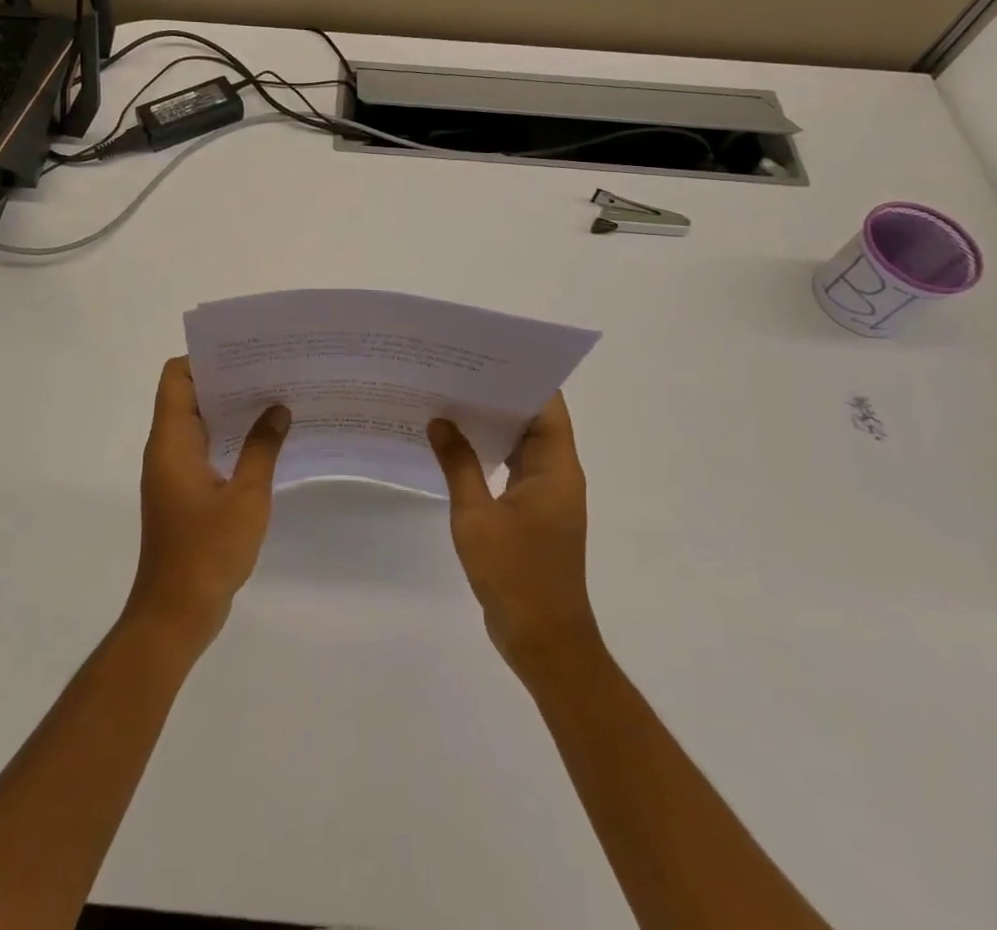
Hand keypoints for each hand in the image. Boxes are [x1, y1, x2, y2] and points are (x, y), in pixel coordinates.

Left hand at [125, 357, 289, 652]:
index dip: (205, 358)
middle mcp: (166, 449)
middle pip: (189, 395)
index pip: (177, 377)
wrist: (175, 614)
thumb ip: (262, 448)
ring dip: (231, 410)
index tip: (245, 353)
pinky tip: (265, 442)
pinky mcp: (184, 492)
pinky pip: (204, 449)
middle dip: (227, 380)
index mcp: (171, 441)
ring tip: (275, 399)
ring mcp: (173, 472)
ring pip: (198, 423)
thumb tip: (278, 409)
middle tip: (271, 371)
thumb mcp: (246, 497)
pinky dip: (229, 438)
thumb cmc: (207, 552)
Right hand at [427, 395, 599, 672]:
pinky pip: (513, 469)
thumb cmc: (515, 574)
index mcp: (556, 468)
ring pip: (522, 445)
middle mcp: (557, 474)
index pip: (547, 406)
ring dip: (493, 425)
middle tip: (457, 372)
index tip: (486, 357)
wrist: (544, 640)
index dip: (522, 377)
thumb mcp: (477, 516)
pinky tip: (455, 447)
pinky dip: (490, 454)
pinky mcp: (533, 514)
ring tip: (451, 399)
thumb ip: (458, 464)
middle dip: (499, 395)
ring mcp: (546, 496)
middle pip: (534, 420)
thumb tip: (440, 420)